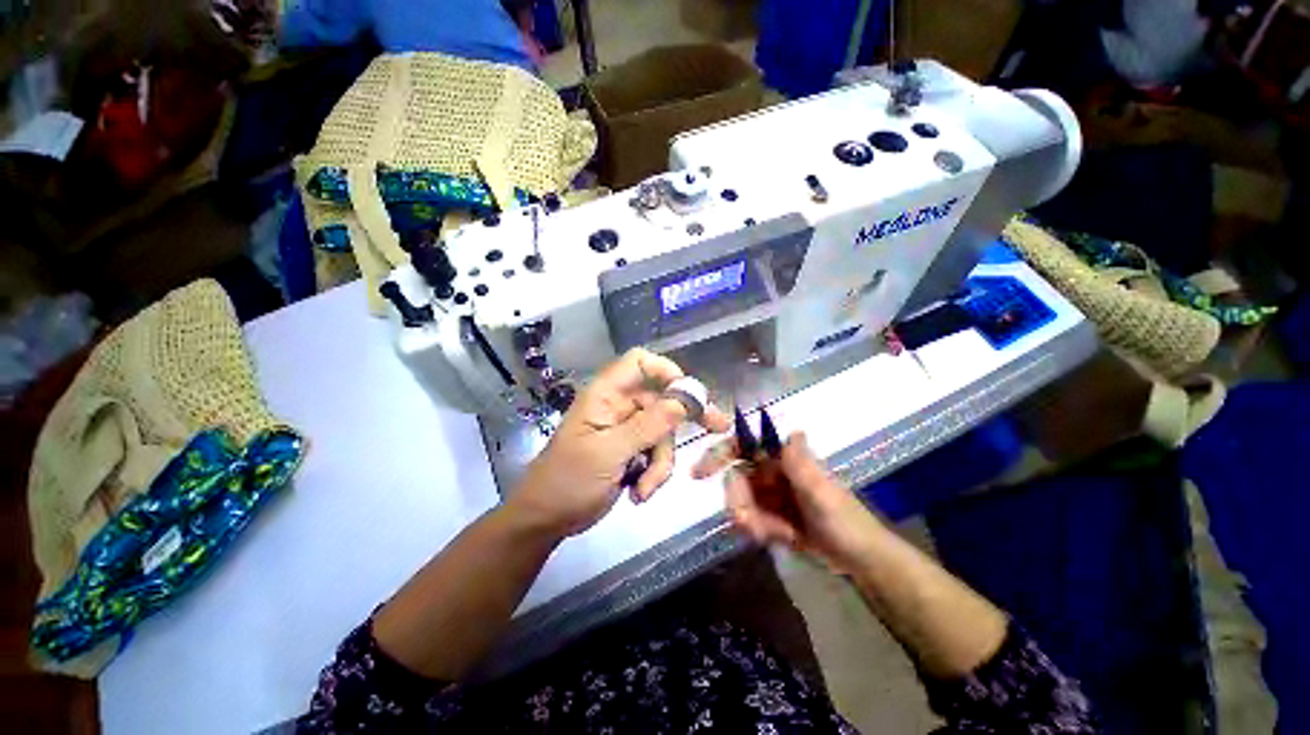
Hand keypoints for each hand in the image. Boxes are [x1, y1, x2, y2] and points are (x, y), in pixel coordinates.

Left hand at [508, 349, 730, 539]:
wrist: (547, 519)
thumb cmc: (568, 480)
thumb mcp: (608, 453)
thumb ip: (646, 427)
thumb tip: (682, 402)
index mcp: (606, 395)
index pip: (638, 363)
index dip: (665, 370)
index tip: (687, 392)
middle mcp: (620, 407)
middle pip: (662, 399)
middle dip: (683, 419)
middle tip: (717, 426)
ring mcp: (627, 430)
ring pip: (664, 433)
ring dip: (661, 462)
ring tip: (644, 488)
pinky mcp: (632, 452)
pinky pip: (657, 454)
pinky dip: (654, 474)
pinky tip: (638, 493)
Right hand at [692, 430, 884, 571]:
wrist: (860, 561)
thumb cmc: (847, 522)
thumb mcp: (824, 495)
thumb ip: (802, 467)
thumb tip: (793, 430)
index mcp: (784, 459)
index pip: (744, 445)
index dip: (720, 452)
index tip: (700, 473)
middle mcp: (771, 472)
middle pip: (735, 477)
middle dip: (736, 500)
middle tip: (746, 524)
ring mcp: (769, 495)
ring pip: (738, 500)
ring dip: (747, 519)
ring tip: (769, 535)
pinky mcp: (769, 516)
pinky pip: (748, 519)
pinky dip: (754, 530)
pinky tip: (775, 538)